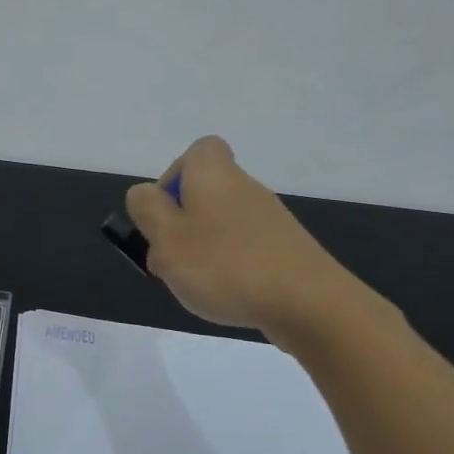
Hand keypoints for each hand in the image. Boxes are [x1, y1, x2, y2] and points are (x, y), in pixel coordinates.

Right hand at [125, 136, 365, 334]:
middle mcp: (244, 187)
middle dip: (182, 223)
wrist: (307, 303)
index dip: (173, 177)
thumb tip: (146, 194)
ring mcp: (269, 219)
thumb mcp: (165, 237)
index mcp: (213, 174)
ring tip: (195, 285)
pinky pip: (244, 249)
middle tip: (170, 257)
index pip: (197, 151)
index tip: (164, 213)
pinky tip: (227, 296)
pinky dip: (229, 267)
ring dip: (203, 249)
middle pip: (205, 192)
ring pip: (222, 223)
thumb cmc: (224, 265)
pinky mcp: (285, 249)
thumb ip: (147, 210)